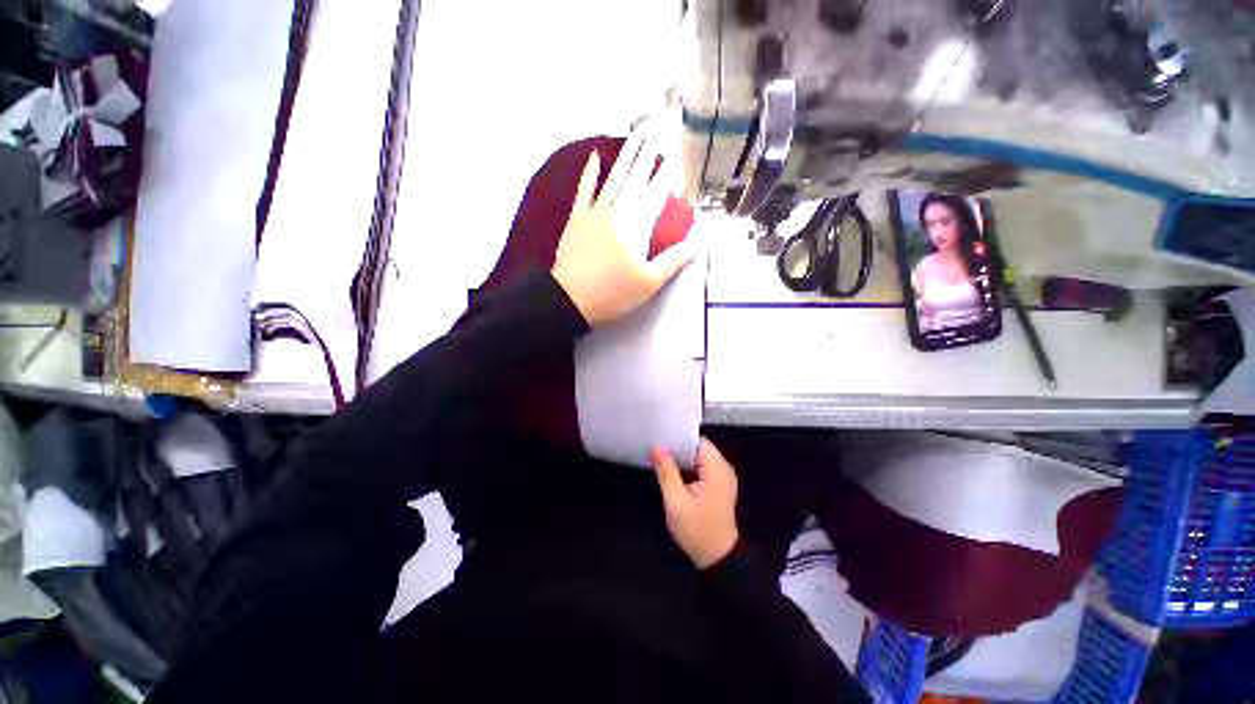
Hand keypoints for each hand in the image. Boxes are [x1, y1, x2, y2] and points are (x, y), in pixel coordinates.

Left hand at [551, 123, 695, 325]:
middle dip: (651, 151)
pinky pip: (584, 189)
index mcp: (638, 226)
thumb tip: (700, 241)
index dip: (669, 172)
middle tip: (660, 124)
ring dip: (627, 154)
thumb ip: (675, 259)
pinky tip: (594, 155)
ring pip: (615, 177)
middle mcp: (619, 211)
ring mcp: (595, 212)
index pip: (658, 193)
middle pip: (637, 177)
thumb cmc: (614, 293)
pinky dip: (590, 172)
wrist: (571, 298)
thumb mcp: (650, 282)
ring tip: (638, 131)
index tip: (679, 151)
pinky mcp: (577, 217)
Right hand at [652, 438, 739, 568]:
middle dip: (678, 448)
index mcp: (717, 469)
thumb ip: (667, 472)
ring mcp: (723, 477)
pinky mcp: (719, 485)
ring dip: (682, 458)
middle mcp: (724, 468)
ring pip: (699, 457)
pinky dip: (688, 467)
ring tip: (660, 457)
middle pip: (699, 448)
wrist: (718, 559)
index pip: (698, 442)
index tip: (660, 437)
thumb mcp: (676, 501)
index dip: (679, 438)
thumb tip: (657, 447)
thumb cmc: (697, 530)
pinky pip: (702, 467)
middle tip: (656, 448)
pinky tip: (672, 471)